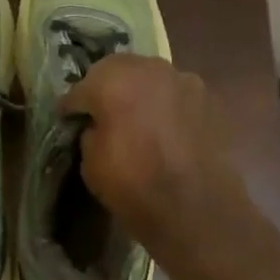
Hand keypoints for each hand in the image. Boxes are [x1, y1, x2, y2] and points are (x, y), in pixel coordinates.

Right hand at [59, 54, 248, 247]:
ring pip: (153, 79)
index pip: (82, 87)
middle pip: (120, 70)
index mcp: (115, 81)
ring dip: (141, 94)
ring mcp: (187, 81)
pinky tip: (166, 131)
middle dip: (108, 88)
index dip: (72, 106)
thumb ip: (91, 133)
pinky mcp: (211, 100)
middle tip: (102, 113)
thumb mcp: (91, 164)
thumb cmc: (134, 186)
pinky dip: (168, 108)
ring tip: (138, 121)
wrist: (198, 210)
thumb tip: (99, 125)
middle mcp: (152, 69)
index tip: (68, 119)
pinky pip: (178, 96)